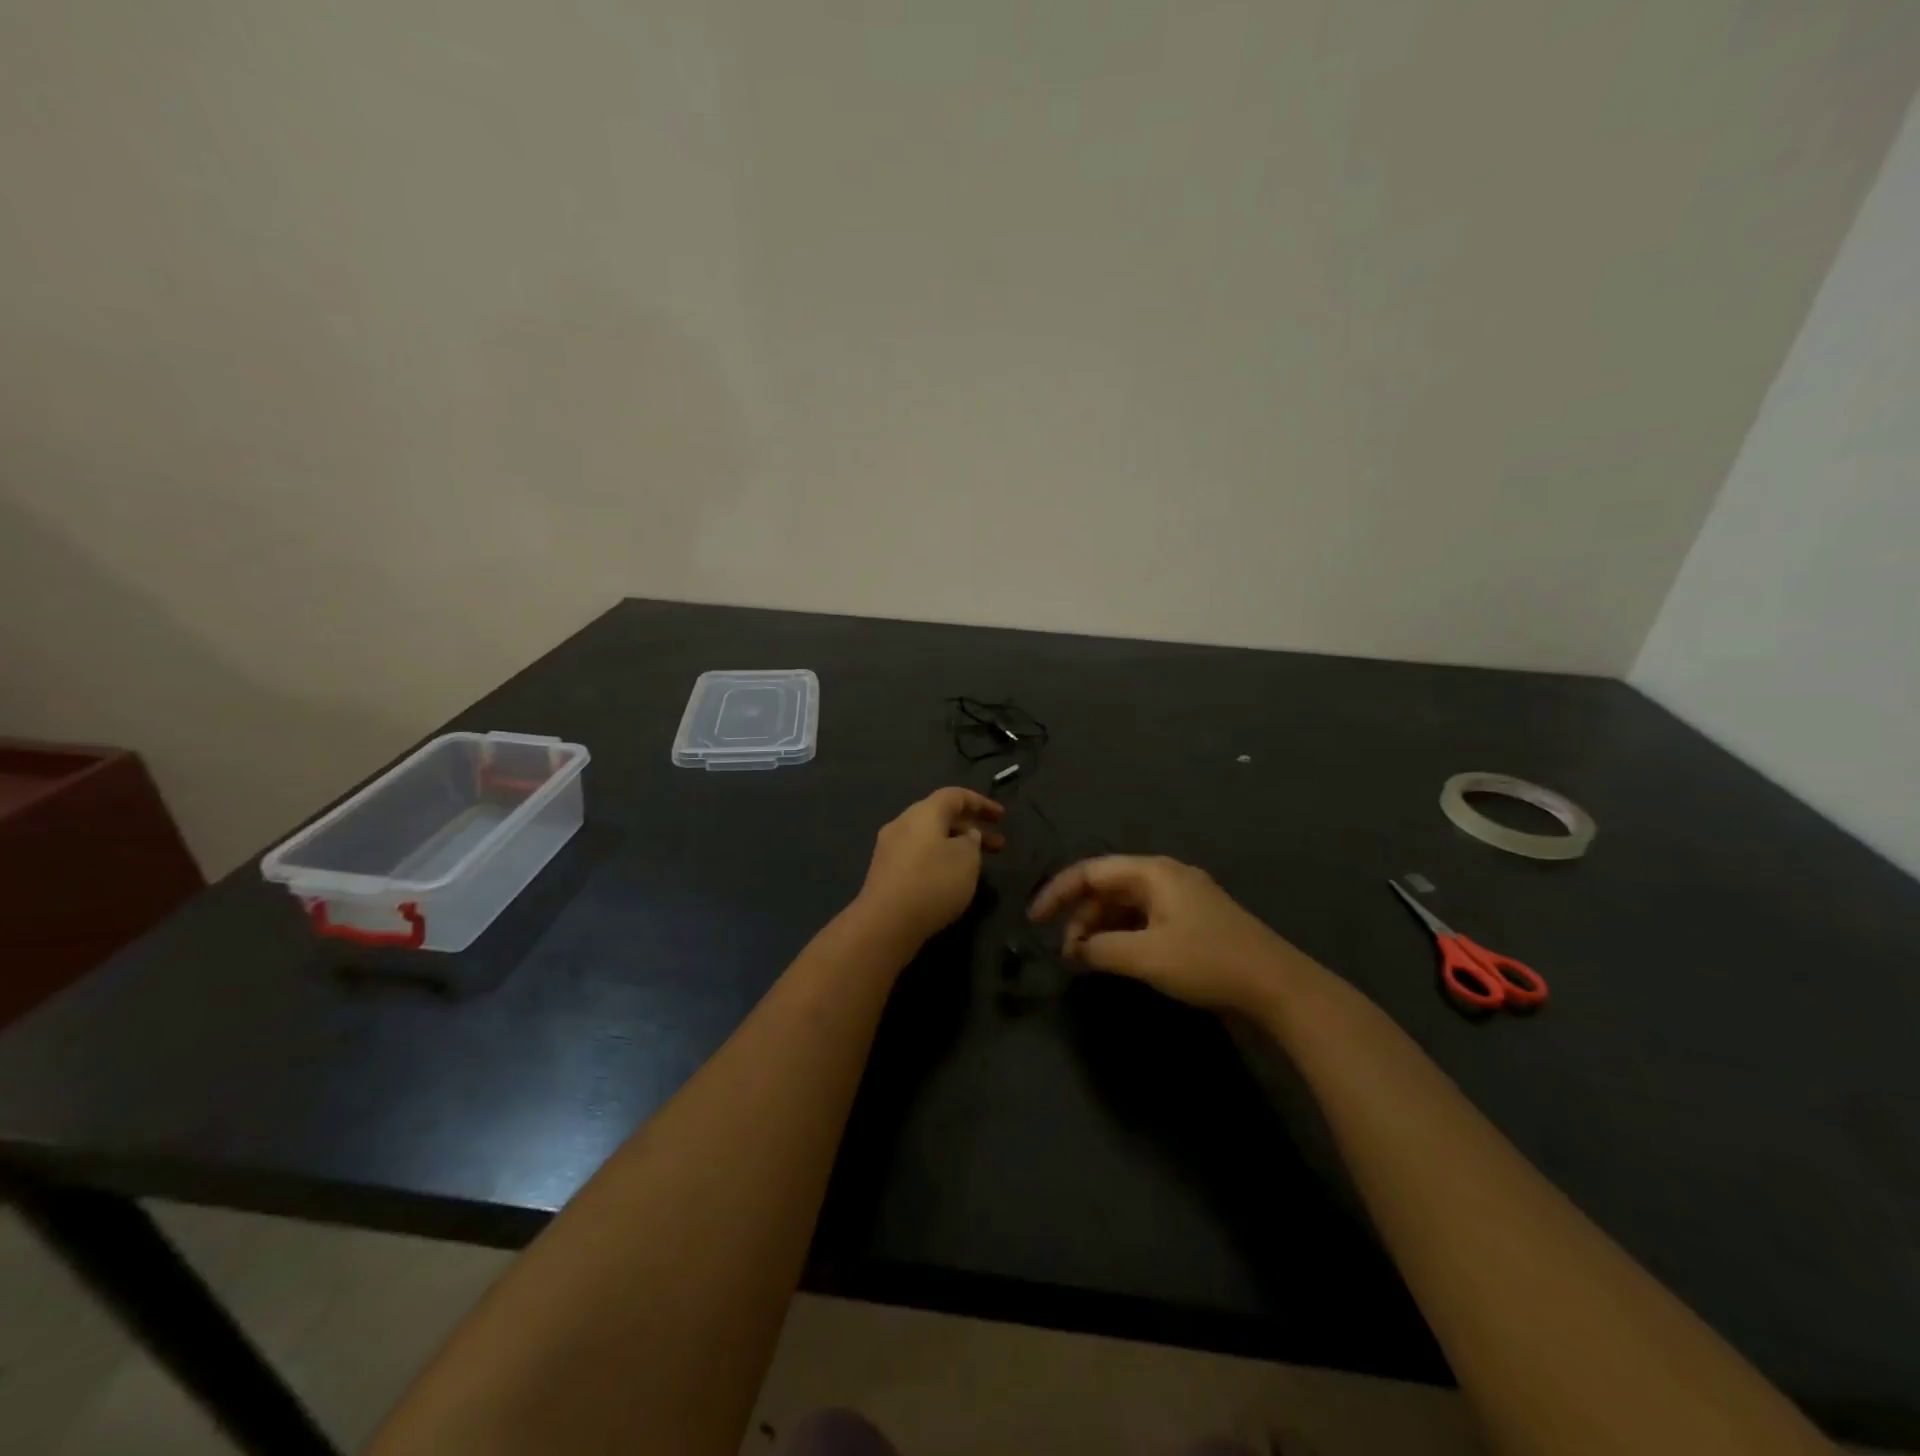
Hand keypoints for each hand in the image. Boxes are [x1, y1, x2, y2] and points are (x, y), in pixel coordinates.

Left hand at [855, 788, 1005, 947]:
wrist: (885, 923)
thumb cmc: (933, 883)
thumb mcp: (967, 859)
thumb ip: (972, 842)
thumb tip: (966, 836)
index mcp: (923, 812)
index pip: (955, 796)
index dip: (981, 803)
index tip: (1002, 817)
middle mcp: (903, 823)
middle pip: (941, 816)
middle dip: (971, 828)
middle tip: (998, 846)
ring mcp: (889, 848)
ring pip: (929, 837)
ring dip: (956, 846)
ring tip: (977, 865)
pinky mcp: (884, 872)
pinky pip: (918, 855)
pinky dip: (939, 859)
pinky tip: (950, 879)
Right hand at [1028, 855, 1300, 1012]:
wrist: (1277, 985)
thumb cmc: (1206, 961)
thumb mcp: (1145, 956)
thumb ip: (1101, 949)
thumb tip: (1076, 950)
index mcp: (1153, 872)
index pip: (1091, 871)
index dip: (1058, 892)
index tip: (1035, 920)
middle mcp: (1165, 875)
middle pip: (1108, 886)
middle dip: (1081, 916)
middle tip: (1067, 952)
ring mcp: (1182, 897)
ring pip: (1126, 904)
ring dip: (1102, 928)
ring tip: (1088, 959)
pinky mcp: (1194, 919)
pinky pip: (1145, 917)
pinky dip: (1124, 934)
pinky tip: (1118, 957)